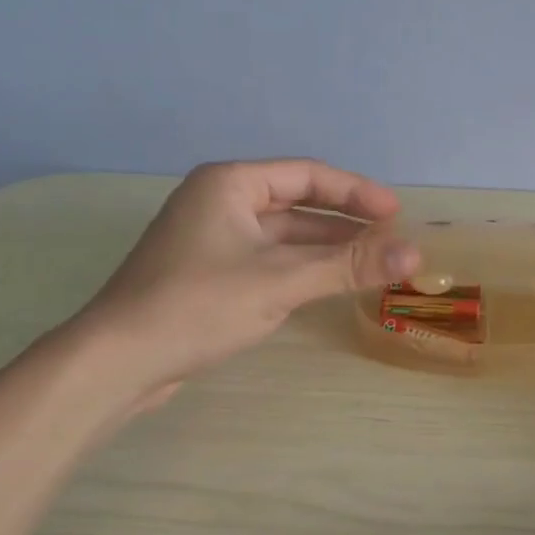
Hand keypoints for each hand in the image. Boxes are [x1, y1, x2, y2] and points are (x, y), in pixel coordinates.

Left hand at [67, 159, 418, 412]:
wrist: (118, 359)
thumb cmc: (199, 305)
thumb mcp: (281, 281)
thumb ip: (348, 265)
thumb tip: (415, 255)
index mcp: (230, 184)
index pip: (307, 175)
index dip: (356, 191)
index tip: (396, 213)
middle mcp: (219, 202)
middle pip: (296, 203)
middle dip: (343, 221)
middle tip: (390, 239)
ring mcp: (210, 239)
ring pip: (282, 235)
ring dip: (324, 247)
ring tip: (370, 263)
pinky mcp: (207, 273)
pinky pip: (266, 259)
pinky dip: (300, 267)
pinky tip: (327, 283)